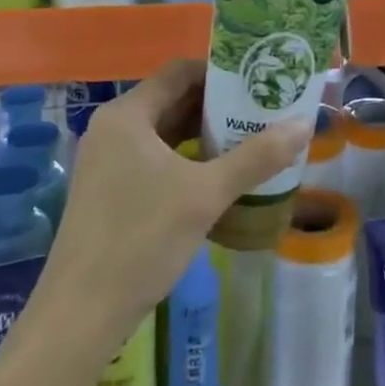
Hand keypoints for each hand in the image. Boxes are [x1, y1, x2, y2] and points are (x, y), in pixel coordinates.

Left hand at [31, 59, 310, 361]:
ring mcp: (106, 160)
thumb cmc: (142, 239)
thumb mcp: (206, 195)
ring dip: (203, 134)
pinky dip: (185, 159)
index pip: (180, 71)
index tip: (258, 81)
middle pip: (172, 99)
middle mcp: (112, 128)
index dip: (220, 71)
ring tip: (249, 140)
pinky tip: (216, 177)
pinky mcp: (107, 190)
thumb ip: (256, 157)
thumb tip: (304, 124)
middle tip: (261, 111)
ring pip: (163, 132)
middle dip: (217, 104)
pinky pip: (153, 158)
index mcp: (128, 115)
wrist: (80, 314)